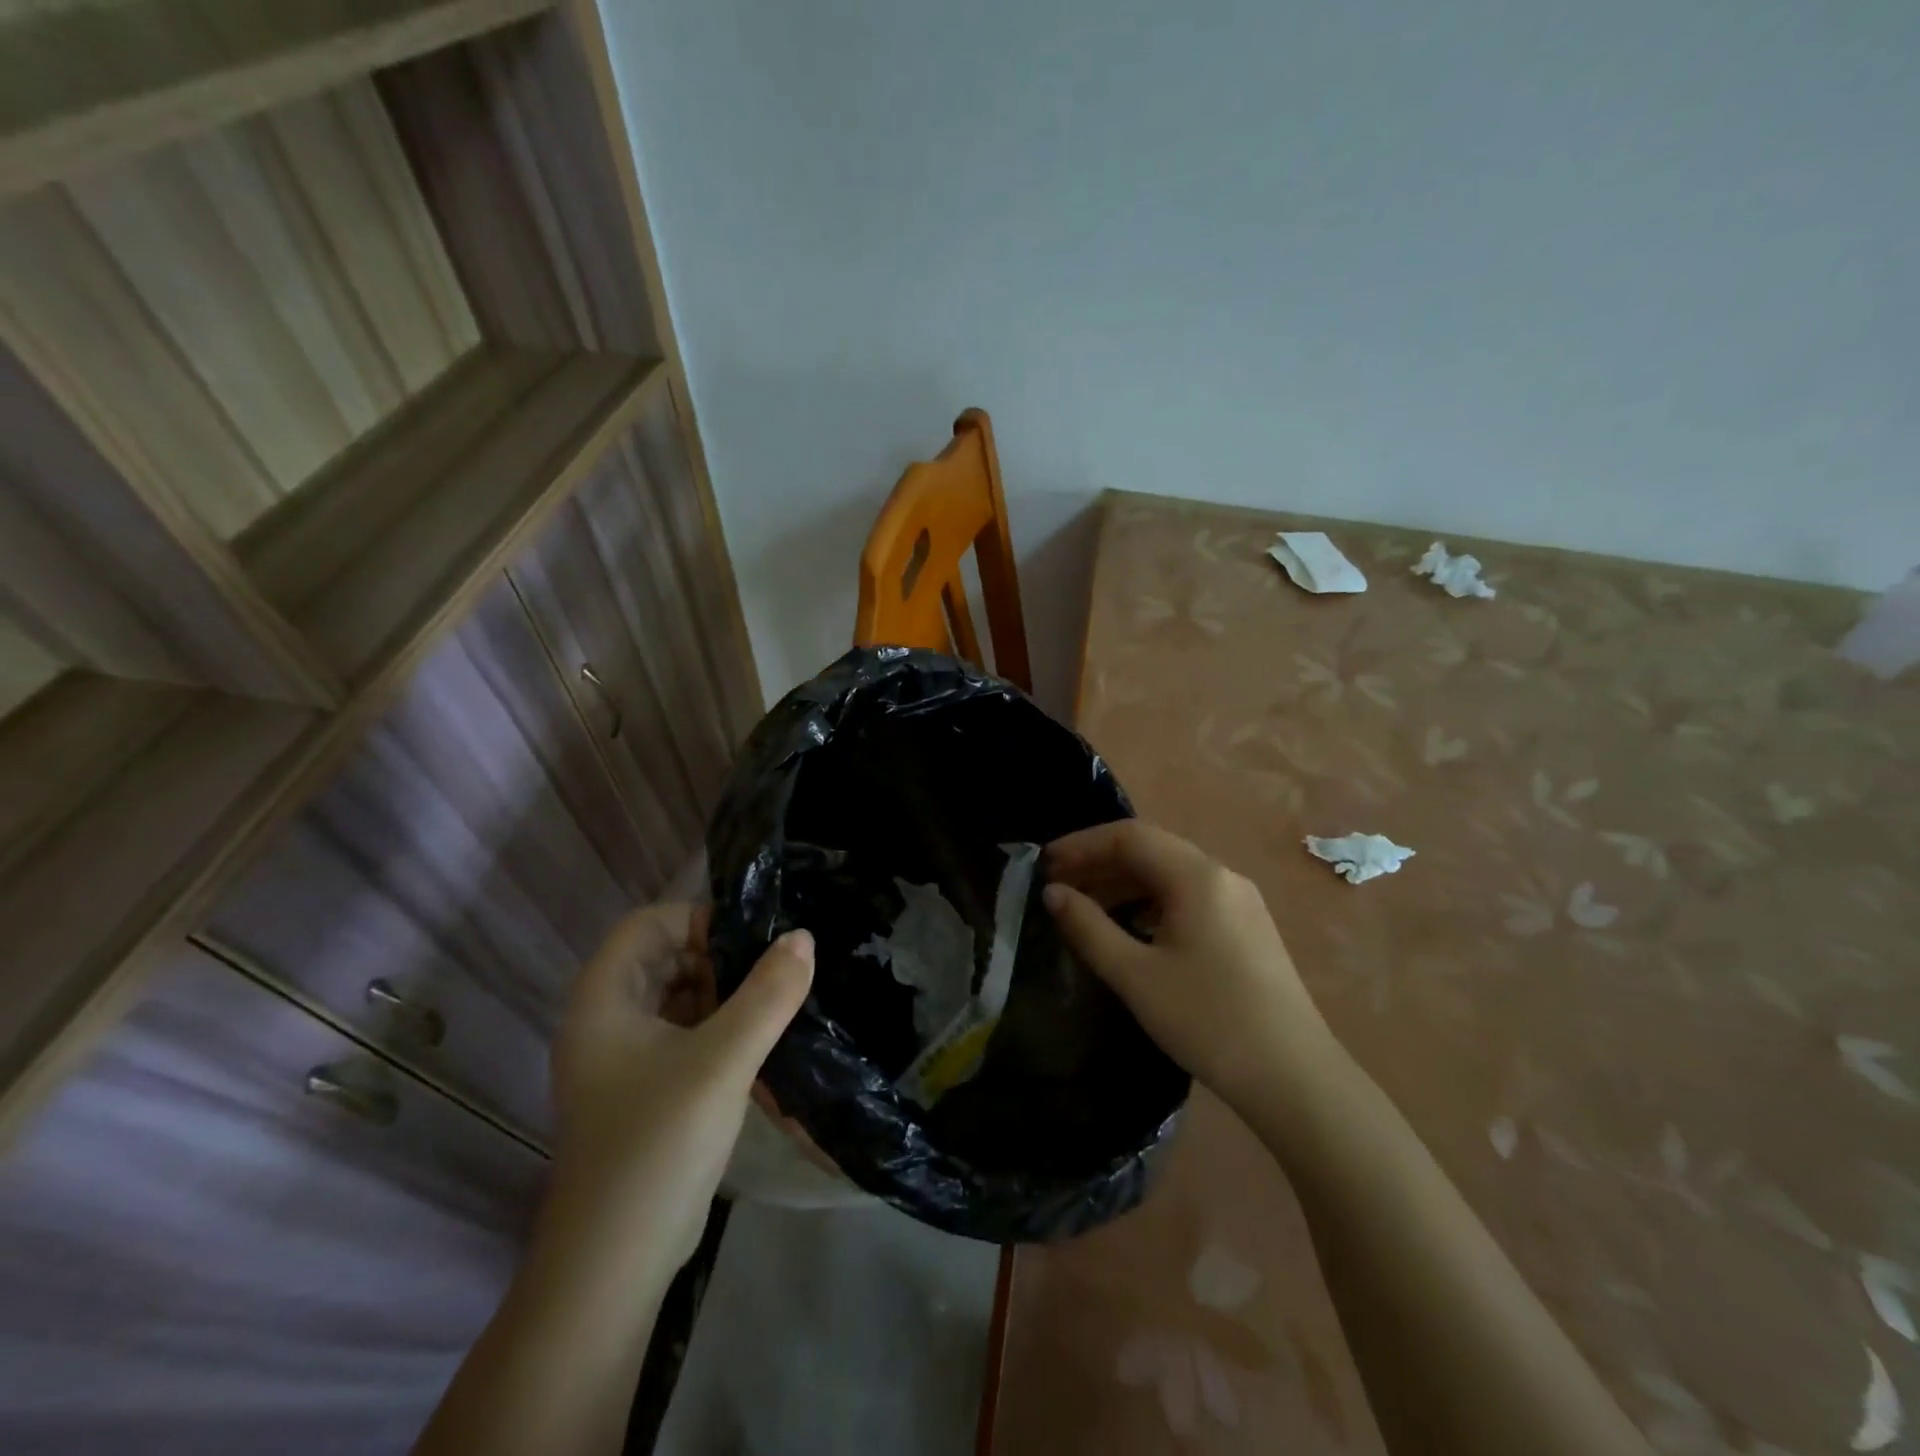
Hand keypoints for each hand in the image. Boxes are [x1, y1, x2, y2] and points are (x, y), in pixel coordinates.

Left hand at [542, 902, 813, 1275]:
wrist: (613, 1268)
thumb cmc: (658, 1145)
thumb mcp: (722, 1061)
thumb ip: (768, 994)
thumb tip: (802, 937)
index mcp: (603, 1001)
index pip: (647, 925)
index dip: (697, 920)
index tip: (750, 941)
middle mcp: (604, 1022)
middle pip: (662, 958)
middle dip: (717, 956)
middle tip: (769, 972)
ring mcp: (621, 1061)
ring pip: (675, 998)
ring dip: (722, 993)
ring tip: (772, 1001)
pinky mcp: (642, 1092)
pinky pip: (682, 1036)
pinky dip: (717, 1027)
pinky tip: (757, 1042)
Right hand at [1043, 821, 1332, 1112]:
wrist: (1295, 1078)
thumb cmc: (1208, 1021)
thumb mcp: (1135, 975)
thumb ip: (1088, 927)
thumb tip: (1053, 893)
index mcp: (1196, 876)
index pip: (1129, 836)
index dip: (1081, 845)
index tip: (1043, 865)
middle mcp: (1221, 875)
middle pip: (1150, 850)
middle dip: (1100, 862)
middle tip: (1057, 886)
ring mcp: (1239, 901)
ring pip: (1170, 874)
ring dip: (1124, 883)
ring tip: (1084, 907)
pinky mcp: (1246, 926)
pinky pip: (1188, 897)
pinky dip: (1150, 902)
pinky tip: (1130, 928)